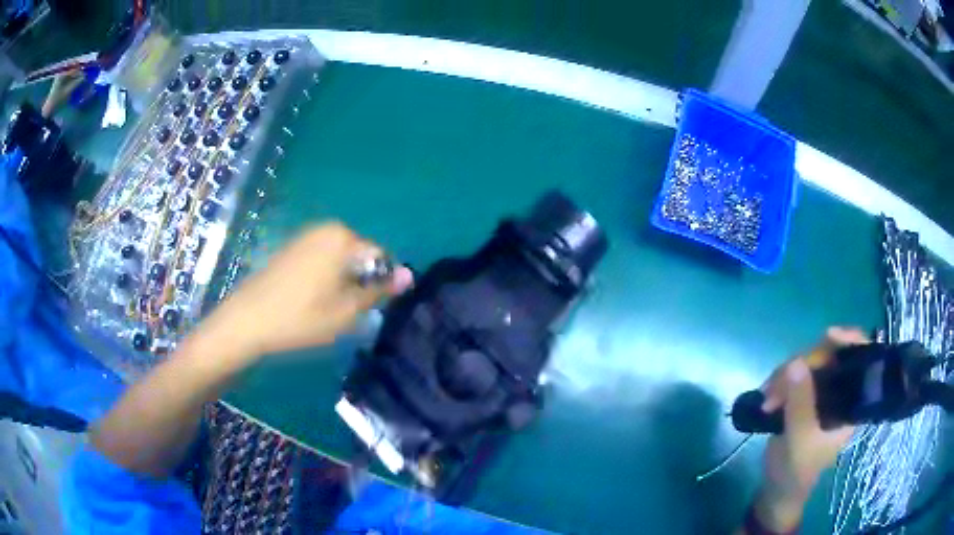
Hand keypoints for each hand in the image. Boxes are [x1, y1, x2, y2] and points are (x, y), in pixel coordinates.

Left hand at [194, 222, 412, 364]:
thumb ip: (379, 290)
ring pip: (340, 260)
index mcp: (343, 238)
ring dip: (342, 282)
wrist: (247, 321)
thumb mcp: (346, 310)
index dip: (380, 284)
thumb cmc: (301, 317)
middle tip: (346, 313)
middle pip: (359, 256)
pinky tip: (310, 300)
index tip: (367, 309)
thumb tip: (410, 274)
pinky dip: (324, 278)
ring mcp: (306, 236)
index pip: (380, 257)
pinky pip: (321, 260)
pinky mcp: (291, 248)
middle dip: (359, 282)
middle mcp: (326, 229)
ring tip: (327, 309)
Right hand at [753, 327, 868, 531]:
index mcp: (850, 402)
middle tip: (777, 386)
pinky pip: (793, 375)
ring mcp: (820, 393)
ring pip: (808, 364)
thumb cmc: (796, 470)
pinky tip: (767, 396)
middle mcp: (839, 391)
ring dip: (785, 375)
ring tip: (767, 399)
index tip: (828, 336)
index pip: (859, 358)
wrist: (777, 489)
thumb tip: (797, 363)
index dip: (848, 340)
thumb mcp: (799, 439)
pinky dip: (779, 382)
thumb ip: (801, 403)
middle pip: (828, 356)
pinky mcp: (803, 397)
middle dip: (803, 365)